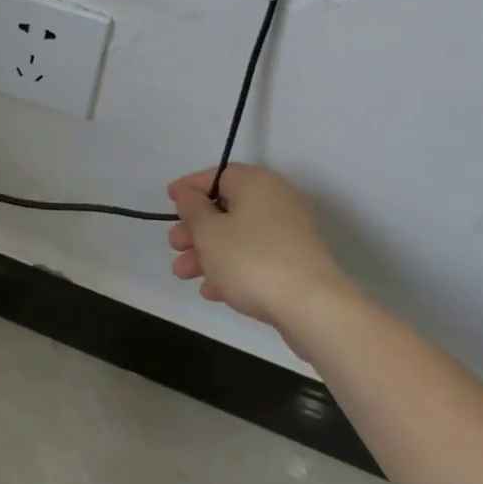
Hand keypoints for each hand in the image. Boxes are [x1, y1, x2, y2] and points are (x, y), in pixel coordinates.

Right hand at [166, 165, 354, 328]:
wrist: (313, 308)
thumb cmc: (252, 260)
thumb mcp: (209, 231)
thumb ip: (193, 209)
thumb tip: (191, 195)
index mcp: (256, 183)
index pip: (216, 175)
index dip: (190, 188)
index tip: (169, 200)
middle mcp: (276, 200)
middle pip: (226, 208)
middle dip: (195, 228)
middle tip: (174, 246)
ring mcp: (289, 233)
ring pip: (238, 236)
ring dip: (207, 252)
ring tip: (184, 274)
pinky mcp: (295, 263)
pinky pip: (254, 257)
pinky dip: (231, 268)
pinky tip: (212, 291)